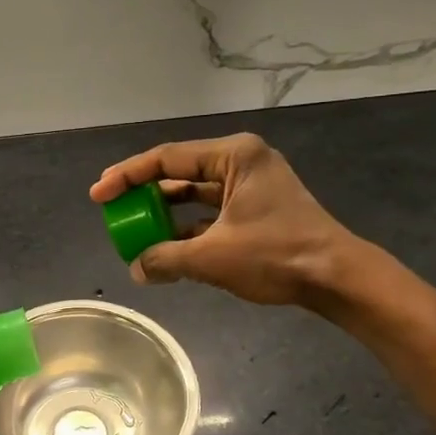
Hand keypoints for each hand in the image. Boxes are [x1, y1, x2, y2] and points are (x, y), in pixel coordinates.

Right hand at [89, 134, 372, 308]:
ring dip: (165, 215)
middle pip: (179, 173)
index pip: (166, 159)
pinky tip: (166, 249)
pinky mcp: (256, 210)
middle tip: (114, 211)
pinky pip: (210, 213)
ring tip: (135, 232)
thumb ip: (166, 259)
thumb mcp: (212, 258)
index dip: (127, 176)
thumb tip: (136, 269)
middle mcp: (241, 162)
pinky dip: (187, 229)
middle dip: (144, 195)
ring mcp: (251, 186)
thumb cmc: (276, 255)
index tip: (99, 194)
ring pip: (194, 195)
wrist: (336, 277)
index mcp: (234, 156)